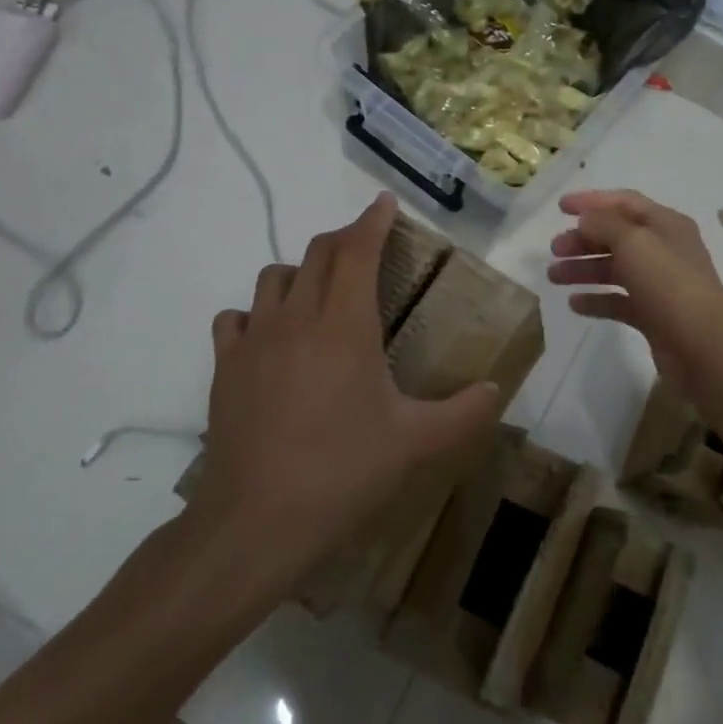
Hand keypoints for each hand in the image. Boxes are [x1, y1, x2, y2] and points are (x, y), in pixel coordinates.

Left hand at [193, 193, 502, 583]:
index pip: (357, 250)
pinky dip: (256, 313)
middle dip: (344, 239)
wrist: (257, 520)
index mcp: (345, 325)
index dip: (372, 220)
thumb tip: (498, 389)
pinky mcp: (225, 366)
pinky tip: (270, 337)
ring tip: (321, 295)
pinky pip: (236, 317)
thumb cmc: (343, 472)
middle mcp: (297, 318)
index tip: (385, 203)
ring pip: (274, 277)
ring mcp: (254, 340)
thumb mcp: (415, 443)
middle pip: (317, 253)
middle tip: (366, 248)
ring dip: (301, 272)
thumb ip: (464, 412)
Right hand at [547, 189, 722, 400]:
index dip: (592, 201)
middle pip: (616, 237)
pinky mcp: (653, 315)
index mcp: (665, 224)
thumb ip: (604, 224)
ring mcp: (659, 284)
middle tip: (554, 250)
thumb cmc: (668, 283)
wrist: (703, 345)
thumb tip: (586, 219)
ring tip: (554, 277)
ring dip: (583, 269)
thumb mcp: (633, 241)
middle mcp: (663, 250)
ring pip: (615, 269)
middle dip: (583, 240)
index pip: (624, 202)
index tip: (559, 208)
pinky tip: (575, 304)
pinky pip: (619, 301)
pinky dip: (597, 300)